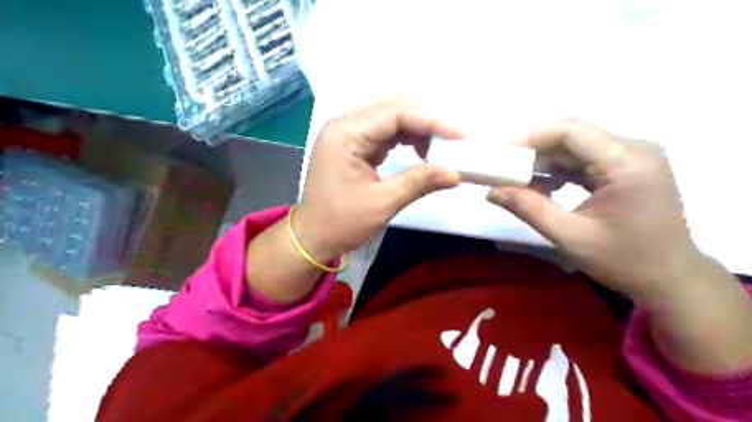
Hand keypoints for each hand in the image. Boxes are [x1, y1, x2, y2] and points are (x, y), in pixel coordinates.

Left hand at [295, 99, 465, 259]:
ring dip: (415, 127)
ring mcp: (345, 133)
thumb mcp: (382, 204)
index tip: (460, 136)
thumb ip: (418, 183)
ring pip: (387, 115)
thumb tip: (455, 173)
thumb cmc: (341, 223)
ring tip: (437, 147)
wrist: (312, 237)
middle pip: (391, 106)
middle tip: (450, 141)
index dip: (431, 122)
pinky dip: (403, 136)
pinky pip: (382, 129)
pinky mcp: (350, 144)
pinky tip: (419, 149)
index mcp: (345, 135)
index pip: (395, 113)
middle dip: (424, 120)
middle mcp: (343, 125)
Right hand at [488, 119, 712, 302]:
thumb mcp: (570, 237)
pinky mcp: (629, 166)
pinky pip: (586, 157)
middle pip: (574, 134)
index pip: (572, 131)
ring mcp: (634, 156)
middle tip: (505, 169)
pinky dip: (561, 169)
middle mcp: (635, 148)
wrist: (670, 278)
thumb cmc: (624, 261)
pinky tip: (545, 187)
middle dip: (535, 150)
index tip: (502, 155)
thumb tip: (491, 192)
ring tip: (520, 182)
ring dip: (546, 161)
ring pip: (577, 145)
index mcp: (627, 163)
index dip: (532, 138)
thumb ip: (529, 209)